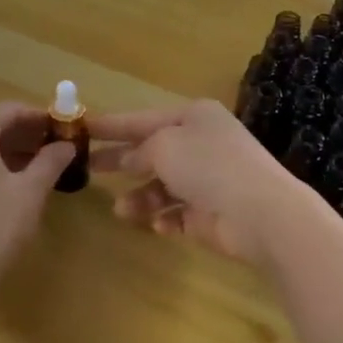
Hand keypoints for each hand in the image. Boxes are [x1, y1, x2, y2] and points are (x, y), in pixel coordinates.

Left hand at [0, 102, 74, 301]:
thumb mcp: (30, 193)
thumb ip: (50, 162)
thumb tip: (66, 145)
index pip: (9, 109)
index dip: (40, 116)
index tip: (64, 130)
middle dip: (27, 134)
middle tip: (56, 150)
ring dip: (10, 152)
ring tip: (39, 171)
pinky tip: (10, 190)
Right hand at [91, 100, 312, 263]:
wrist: (261, 213)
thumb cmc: (209, 166)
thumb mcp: (164, 147)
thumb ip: (139, 151)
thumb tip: (129, 160)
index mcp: (194, 117)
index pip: (142, 119)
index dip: (111, 124)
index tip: (81, 128)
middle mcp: (202, 144)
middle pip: (152, 152)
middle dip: (121, 161)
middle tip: (86, 169)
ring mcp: (209, 180)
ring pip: (163, 186)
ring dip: (142, 197)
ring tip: (122, 209)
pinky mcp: (212, 213)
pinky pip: (179, 214)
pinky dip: (167, 219)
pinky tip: (160, 225)